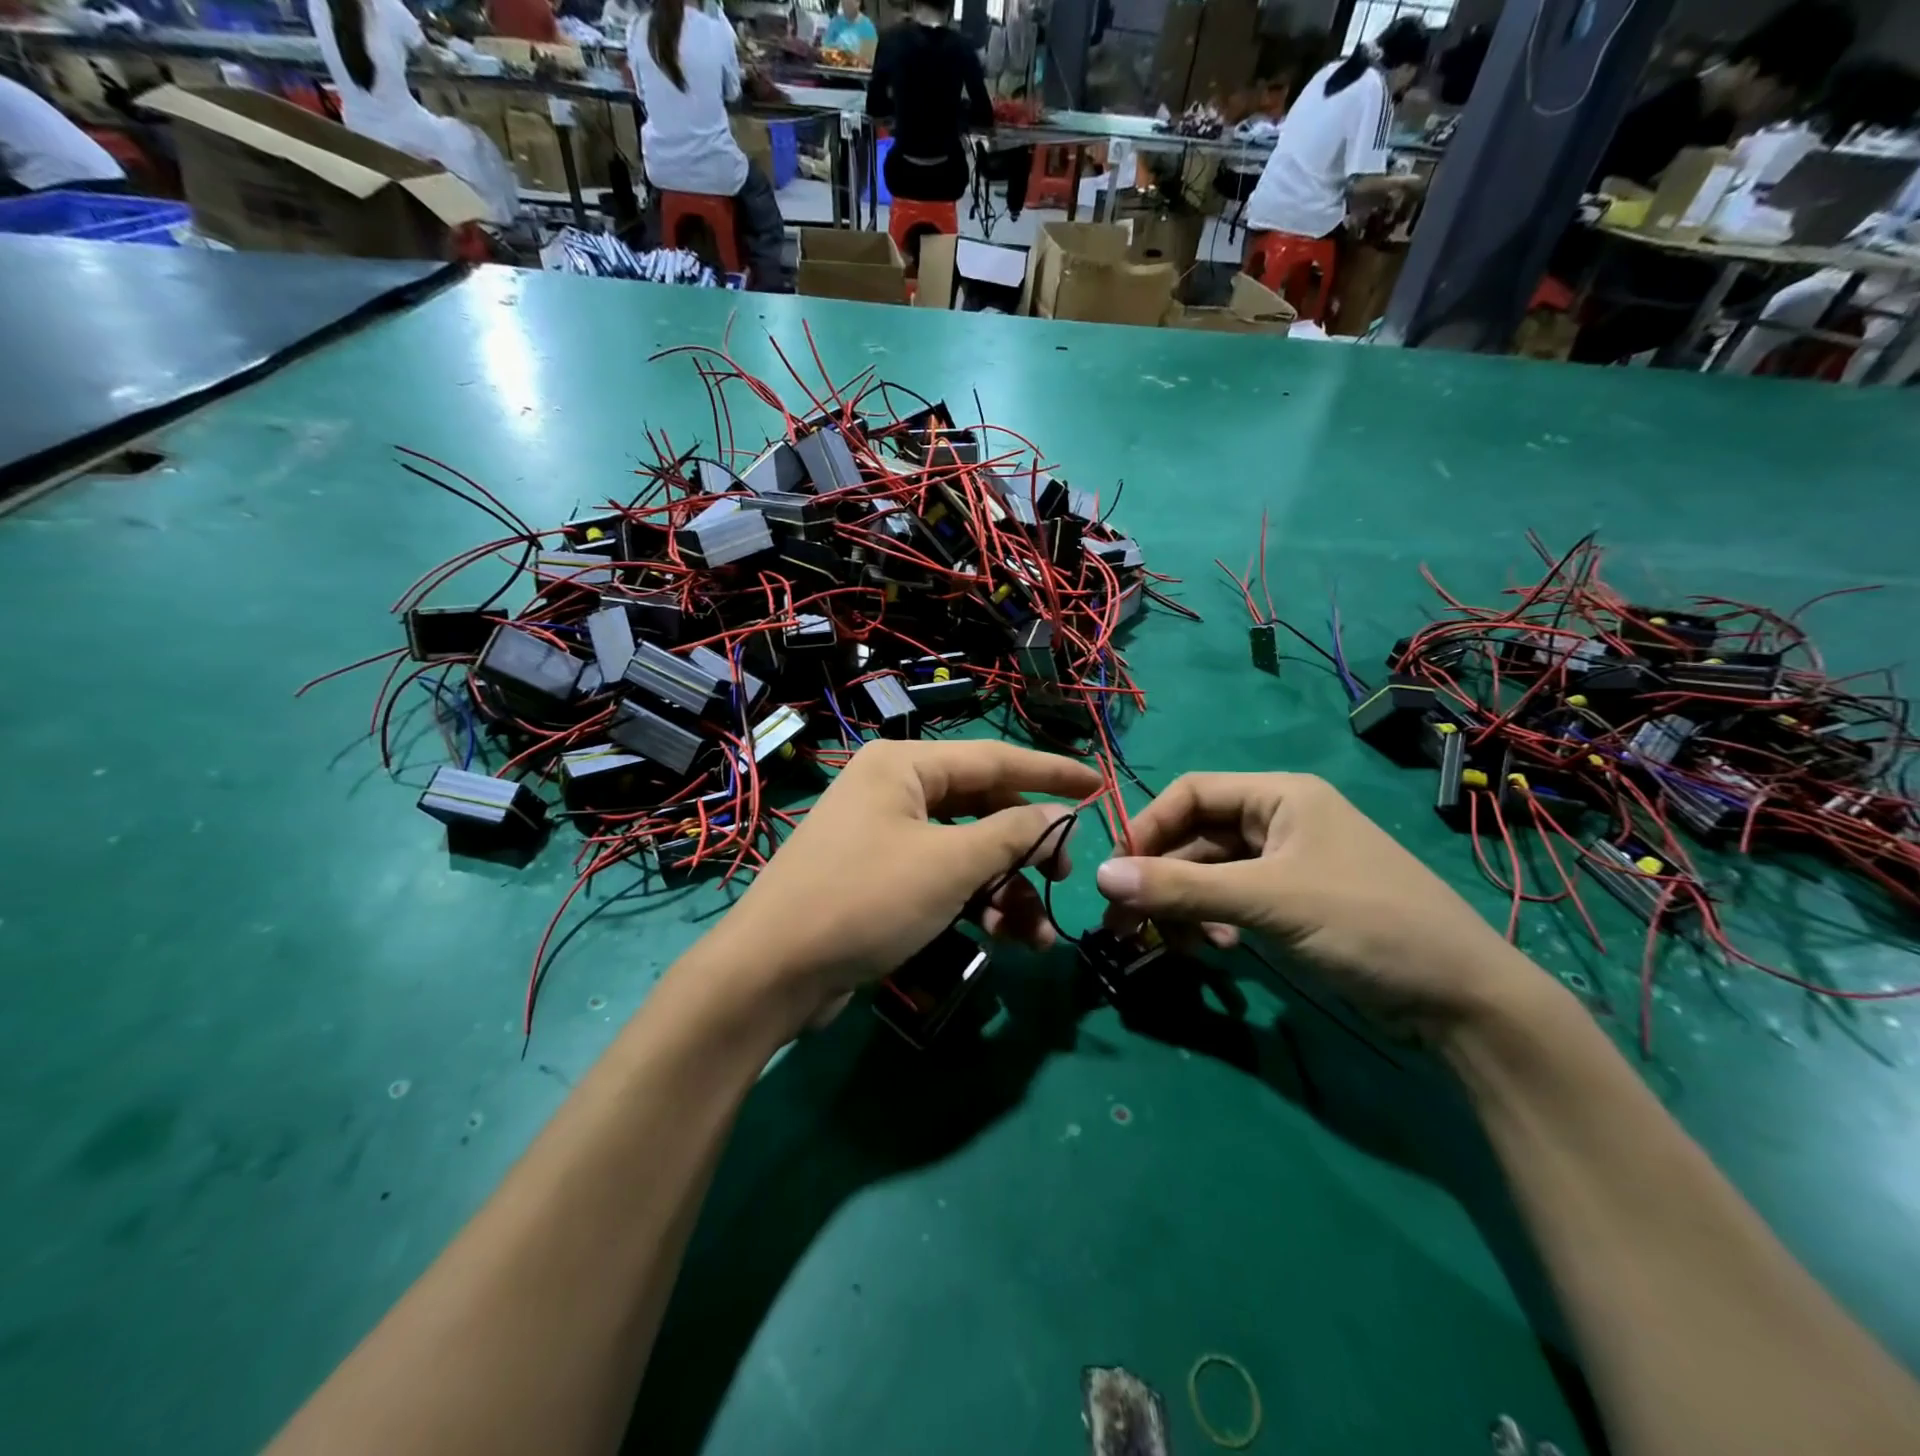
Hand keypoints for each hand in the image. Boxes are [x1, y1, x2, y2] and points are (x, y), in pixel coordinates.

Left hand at [720, 740, 1102, 1030]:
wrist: (773, 973)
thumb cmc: (866, 900)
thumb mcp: (949, 865)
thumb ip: (1011, 834)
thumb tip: (1059, 815)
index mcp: (904, 766)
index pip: (993, 759)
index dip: (1050, 773)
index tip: (1098, 785)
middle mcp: (894, 791)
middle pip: (981, 808)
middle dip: (1026, 847)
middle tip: (1063, 875)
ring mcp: (885, 837)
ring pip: (965, 851)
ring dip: (1006, 888)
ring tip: (1037, 934)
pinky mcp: (881, 879)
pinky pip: (942, 879)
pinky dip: (975, 903)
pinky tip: (1007, 938)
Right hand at [1094, 773, 1545, 1041]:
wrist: (1462, 1002)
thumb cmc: (1366, 924)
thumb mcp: (1269, 901)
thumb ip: (1182, 889)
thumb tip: (1100, 876)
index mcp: (1281, 796)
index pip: (1192, 793)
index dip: (1148, 827)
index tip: (1117, 871)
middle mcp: (1281, 822)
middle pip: (1196, 837)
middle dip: (1159, 877)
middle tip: (1122, 921)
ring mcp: (1287, 867)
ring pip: (1211, 874)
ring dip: (1183, 905)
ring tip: (1167, 943)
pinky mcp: (1293, 907)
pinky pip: (1232, 903)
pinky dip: (1213, 922)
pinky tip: (1217, 949)